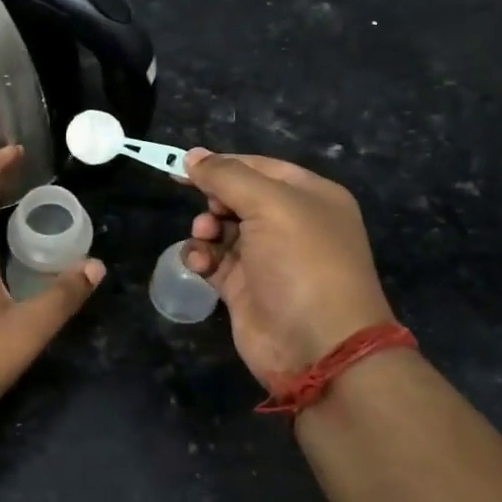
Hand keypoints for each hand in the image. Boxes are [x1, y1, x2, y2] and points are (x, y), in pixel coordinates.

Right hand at [182, 150, 395, 389]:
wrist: (318, 346)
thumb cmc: (302, 262)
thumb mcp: (270, 205)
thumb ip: (227, 176)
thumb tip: (192, 155)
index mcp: (310, 196)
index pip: (260, 166)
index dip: (223, 164)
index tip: (184, 166)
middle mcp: (291, 224)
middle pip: (238, 197)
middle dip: (214, 200)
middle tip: (209, 212)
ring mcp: (267, 258)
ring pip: (222, 229)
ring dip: (205, 229)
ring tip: (203, 238)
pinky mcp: (245, 289)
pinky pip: (214, 261)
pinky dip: (201, 258)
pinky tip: (197, 263)